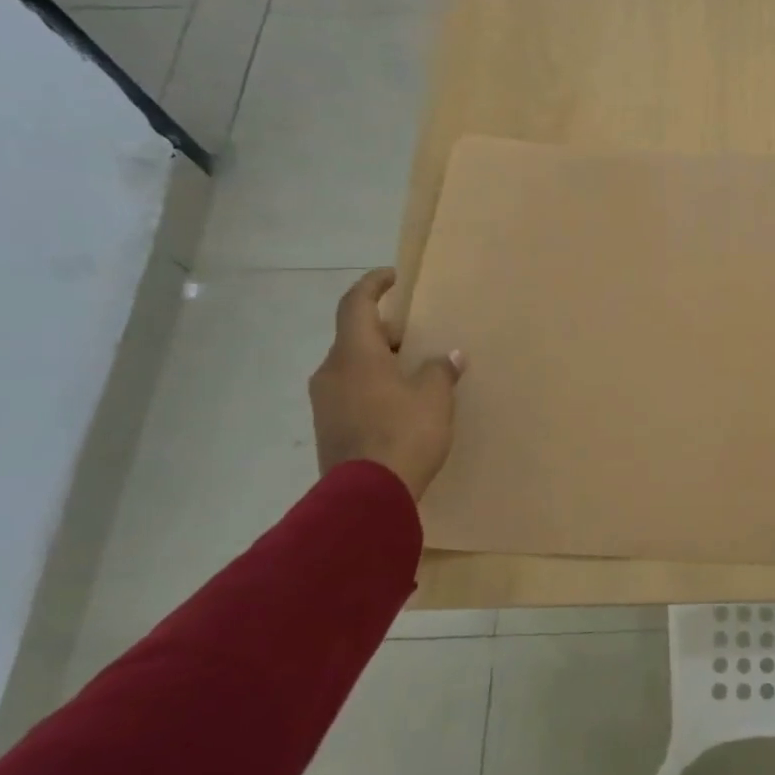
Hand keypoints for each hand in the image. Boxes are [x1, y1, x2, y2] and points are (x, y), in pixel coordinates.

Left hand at [309, 269, 462, 498]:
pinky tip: (400, 401)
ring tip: (412, 369)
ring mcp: (325, 402)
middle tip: (416, 334)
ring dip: (379, 360)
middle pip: (354, 337)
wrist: (366, 497)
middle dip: (385, 331)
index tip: (393, 277)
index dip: (373, 285)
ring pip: (352, 366)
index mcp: (354, 354)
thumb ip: (439, 370)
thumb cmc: (403, 433)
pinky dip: (373, 385)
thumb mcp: (433, 398)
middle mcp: (331, 372)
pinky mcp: (328, 428)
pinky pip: (351, 392)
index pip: (355, 304)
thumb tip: (448, 357)